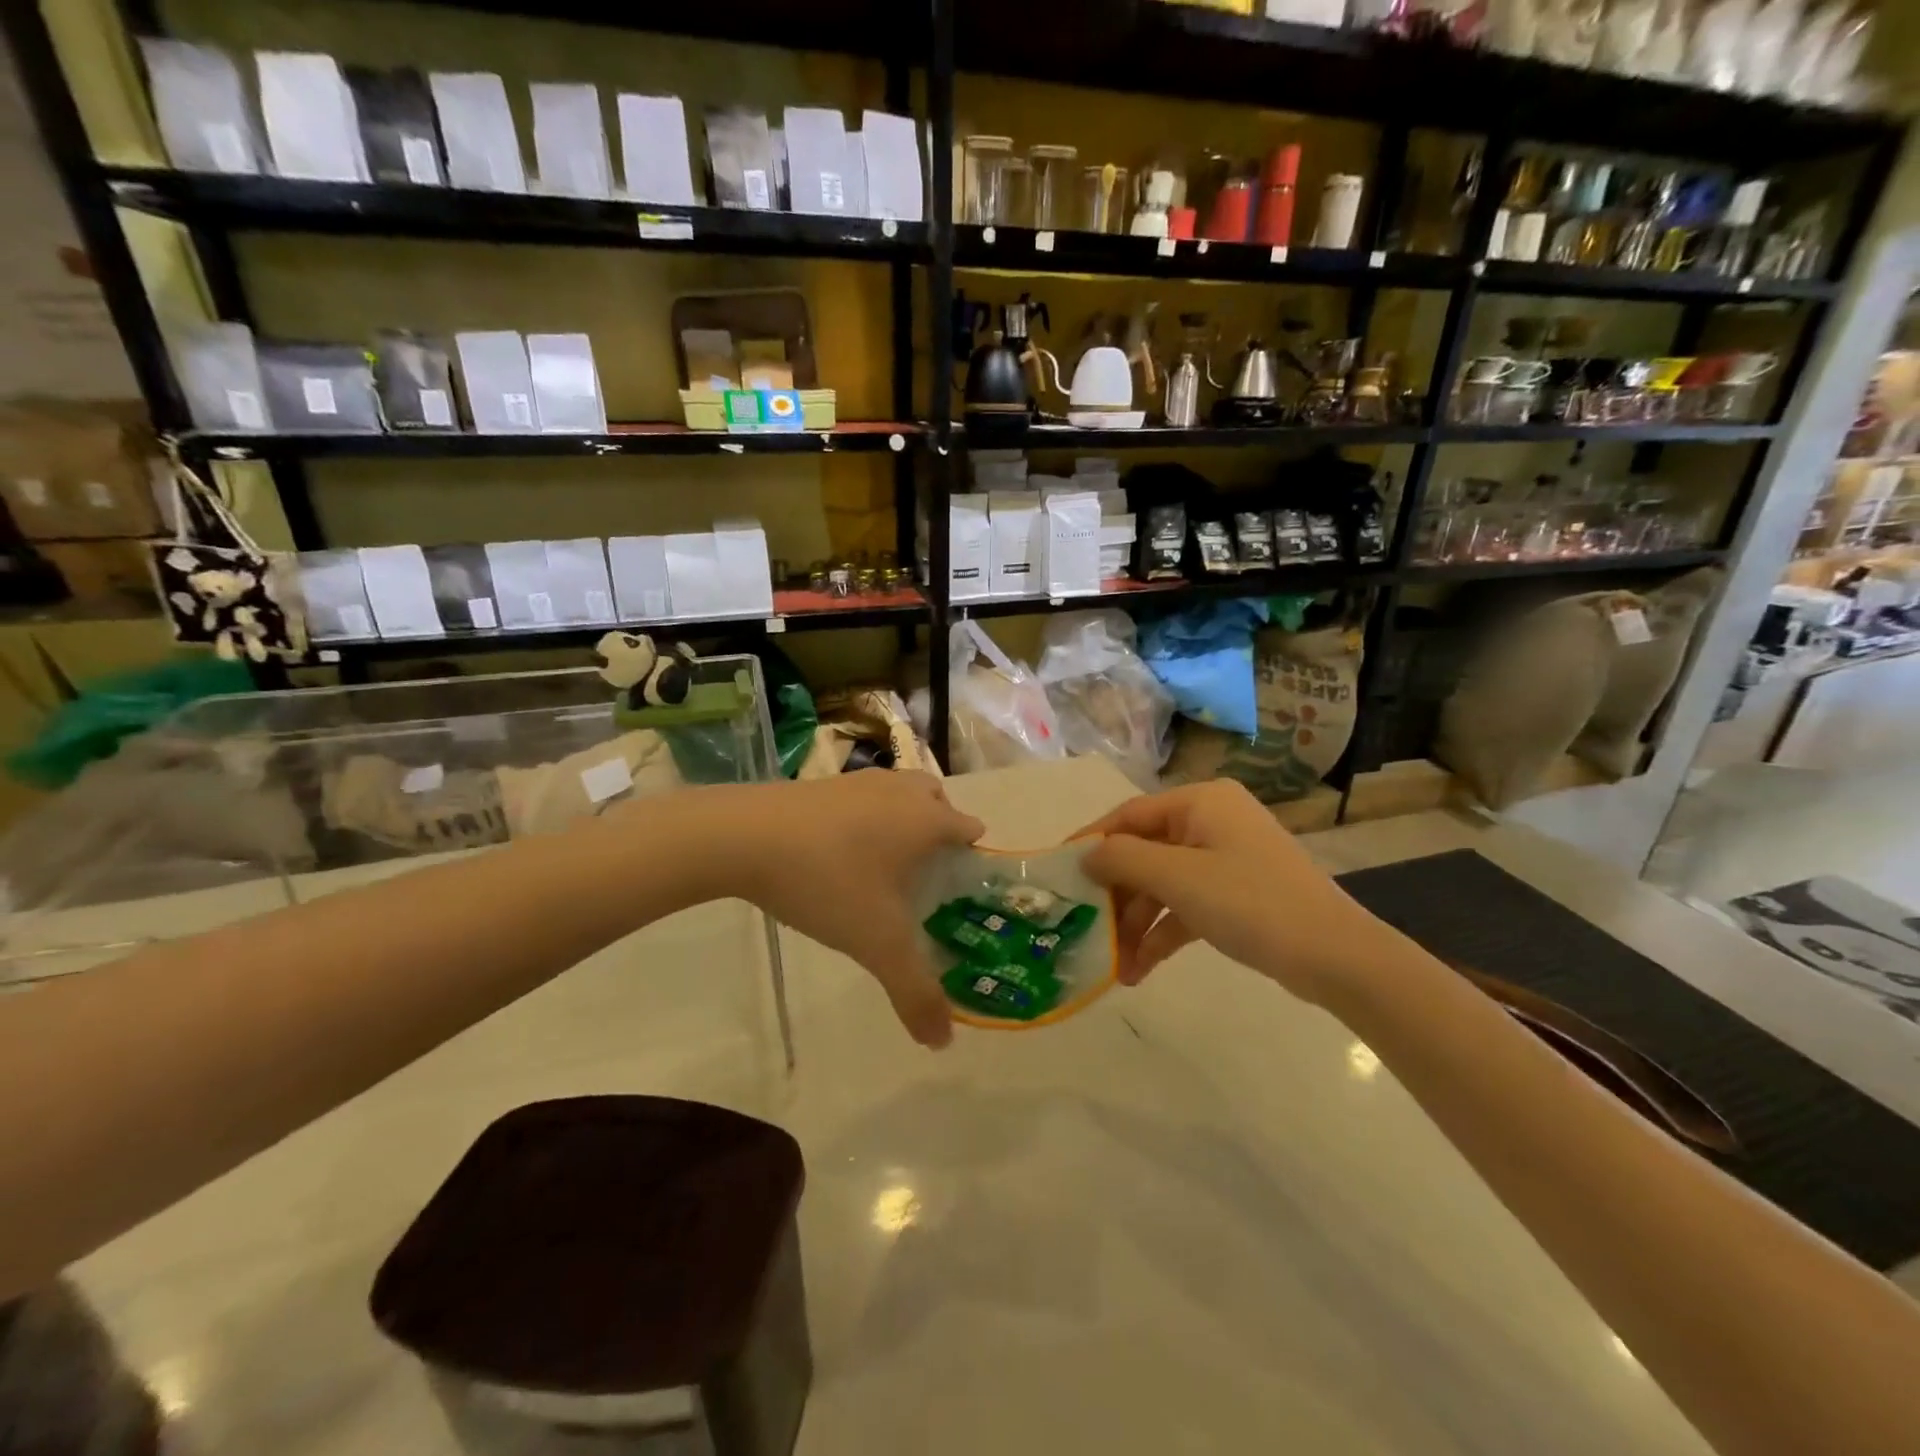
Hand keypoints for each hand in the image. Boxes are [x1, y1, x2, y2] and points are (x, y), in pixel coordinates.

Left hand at [726, 773, 983, 1047]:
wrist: (744, 836)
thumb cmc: (827, 881)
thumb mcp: (876, 943)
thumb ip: (914, 991)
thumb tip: (944, 1041)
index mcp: (926, 820)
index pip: (970, 830)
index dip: (970, 861)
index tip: (956, 895)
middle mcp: (900, 792)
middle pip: (937, 801)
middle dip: (939, 831)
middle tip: (921, 877)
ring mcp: (860, 781)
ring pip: (899, 793)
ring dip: (901, 820)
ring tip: (881, 865)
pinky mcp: (823, 782)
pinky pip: (862, 797)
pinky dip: (864, 817)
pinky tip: (839, 853)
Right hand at [1078, 781, 1400, 1006]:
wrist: (1336, 957)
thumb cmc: (1251, 903)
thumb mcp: (1178, 878)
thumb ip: (1122, 860)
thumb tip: (1085, 855)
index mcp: (1200, 802)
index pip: (1128, 816)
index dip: (1091, 843)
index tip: (1056, 872)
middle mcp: (1210, 822)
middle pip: (1144, 853)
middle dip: (1116, 897)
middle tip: (1084, 928)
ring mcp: (1225, 859)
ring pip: (1163, 885)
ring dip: (1136, 924)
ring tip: (1114, 965)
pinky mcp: (1236, 894)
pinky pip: (1185, 906)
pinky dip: (1163, 934)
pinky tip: (1139, 970)